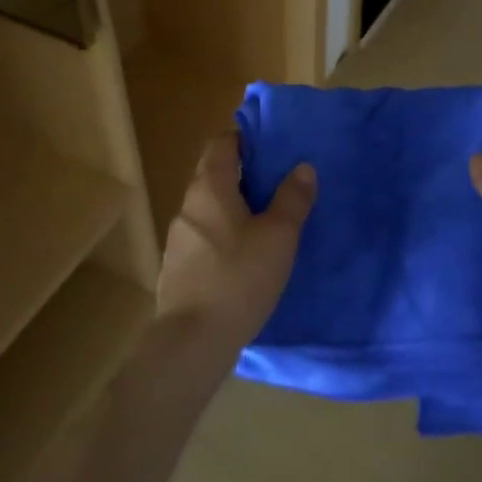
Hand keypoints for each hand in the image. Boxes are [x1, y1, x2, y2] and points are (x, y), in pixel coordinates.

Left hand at [156, 132, 315, 360]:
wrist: (192, 342)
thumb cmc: (239, 278)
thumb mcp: (279, 237)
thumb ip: (292, 199)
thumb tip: (302, 167)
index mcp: (210, 188)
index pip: (221, 144)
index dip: (245, 139)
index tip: (272, 147)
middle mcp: (188, 206)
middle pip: (215, 175)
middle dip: (245, 175)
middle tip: (279, 184)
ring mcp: (179, 239)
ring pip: (210, 210)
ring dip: (235, 209)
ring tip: (267, 223)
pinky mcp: (178, 269)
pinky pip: (205, 238)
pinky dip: (225, 236)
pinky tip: (246, 258)